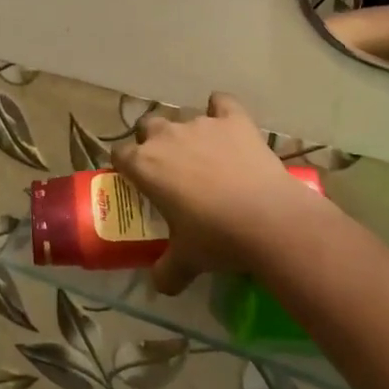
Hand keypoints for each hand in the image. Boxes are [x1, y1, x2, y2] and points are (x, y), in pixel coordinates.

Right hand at [110, 92, 319, 294]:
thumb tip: (159, 286)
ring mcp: (201, 123)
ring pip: (183, 118)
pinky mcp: (233, 119)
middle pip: (147, 126)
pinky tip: (227, 124)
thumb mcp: (185, 261)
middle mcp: (166, 136)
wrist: (268, 219)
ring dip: (187, 133)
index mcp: (145, 164)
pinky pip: (221, 102)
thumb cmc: (217, 238)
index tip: (136, 181)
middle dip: (152, 142)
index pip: (120, 154)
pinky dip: (221, 109)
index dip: (126, 166)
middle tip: (169, 169)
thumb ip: (166, 271)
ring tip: (204, 156)